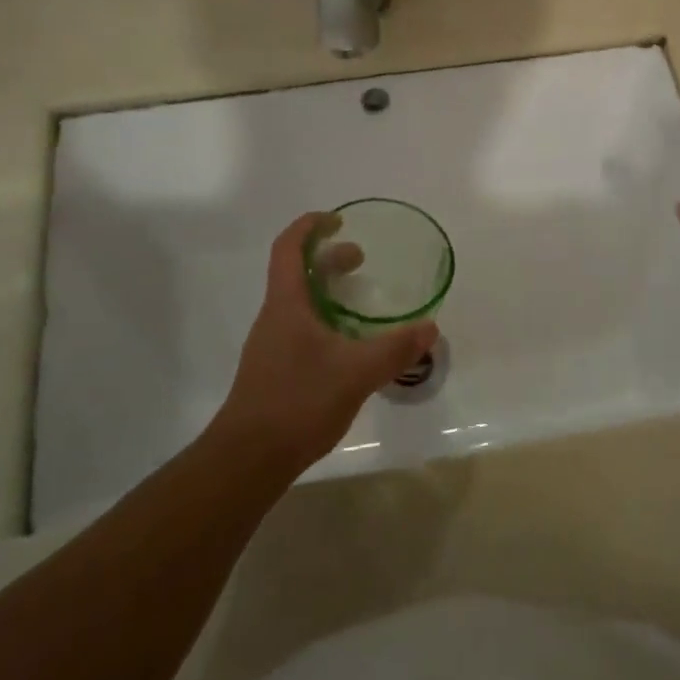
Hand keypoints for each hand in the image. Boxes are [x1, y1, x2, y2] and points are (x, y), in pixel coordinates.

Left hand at [214, 213, 438, 472]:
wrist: (249, 458)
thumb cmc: (298, 402)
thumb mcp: (356, 373)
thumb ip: (395, 349)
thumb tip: (430, 327)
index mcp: (287, 304)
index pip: (289, 248)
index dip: (310, 226)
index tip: (338, 220)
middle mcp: (275, 317)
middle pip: (296, 273)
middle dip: (328, 259)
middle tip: (360, 260)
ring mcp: (271, 345)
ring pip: (298, 303)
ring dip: (326, 291)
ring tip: (359, 302)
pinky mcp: (274, 371)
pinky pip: (299, 329)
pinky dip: (324, 321)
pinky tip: (347, 347)